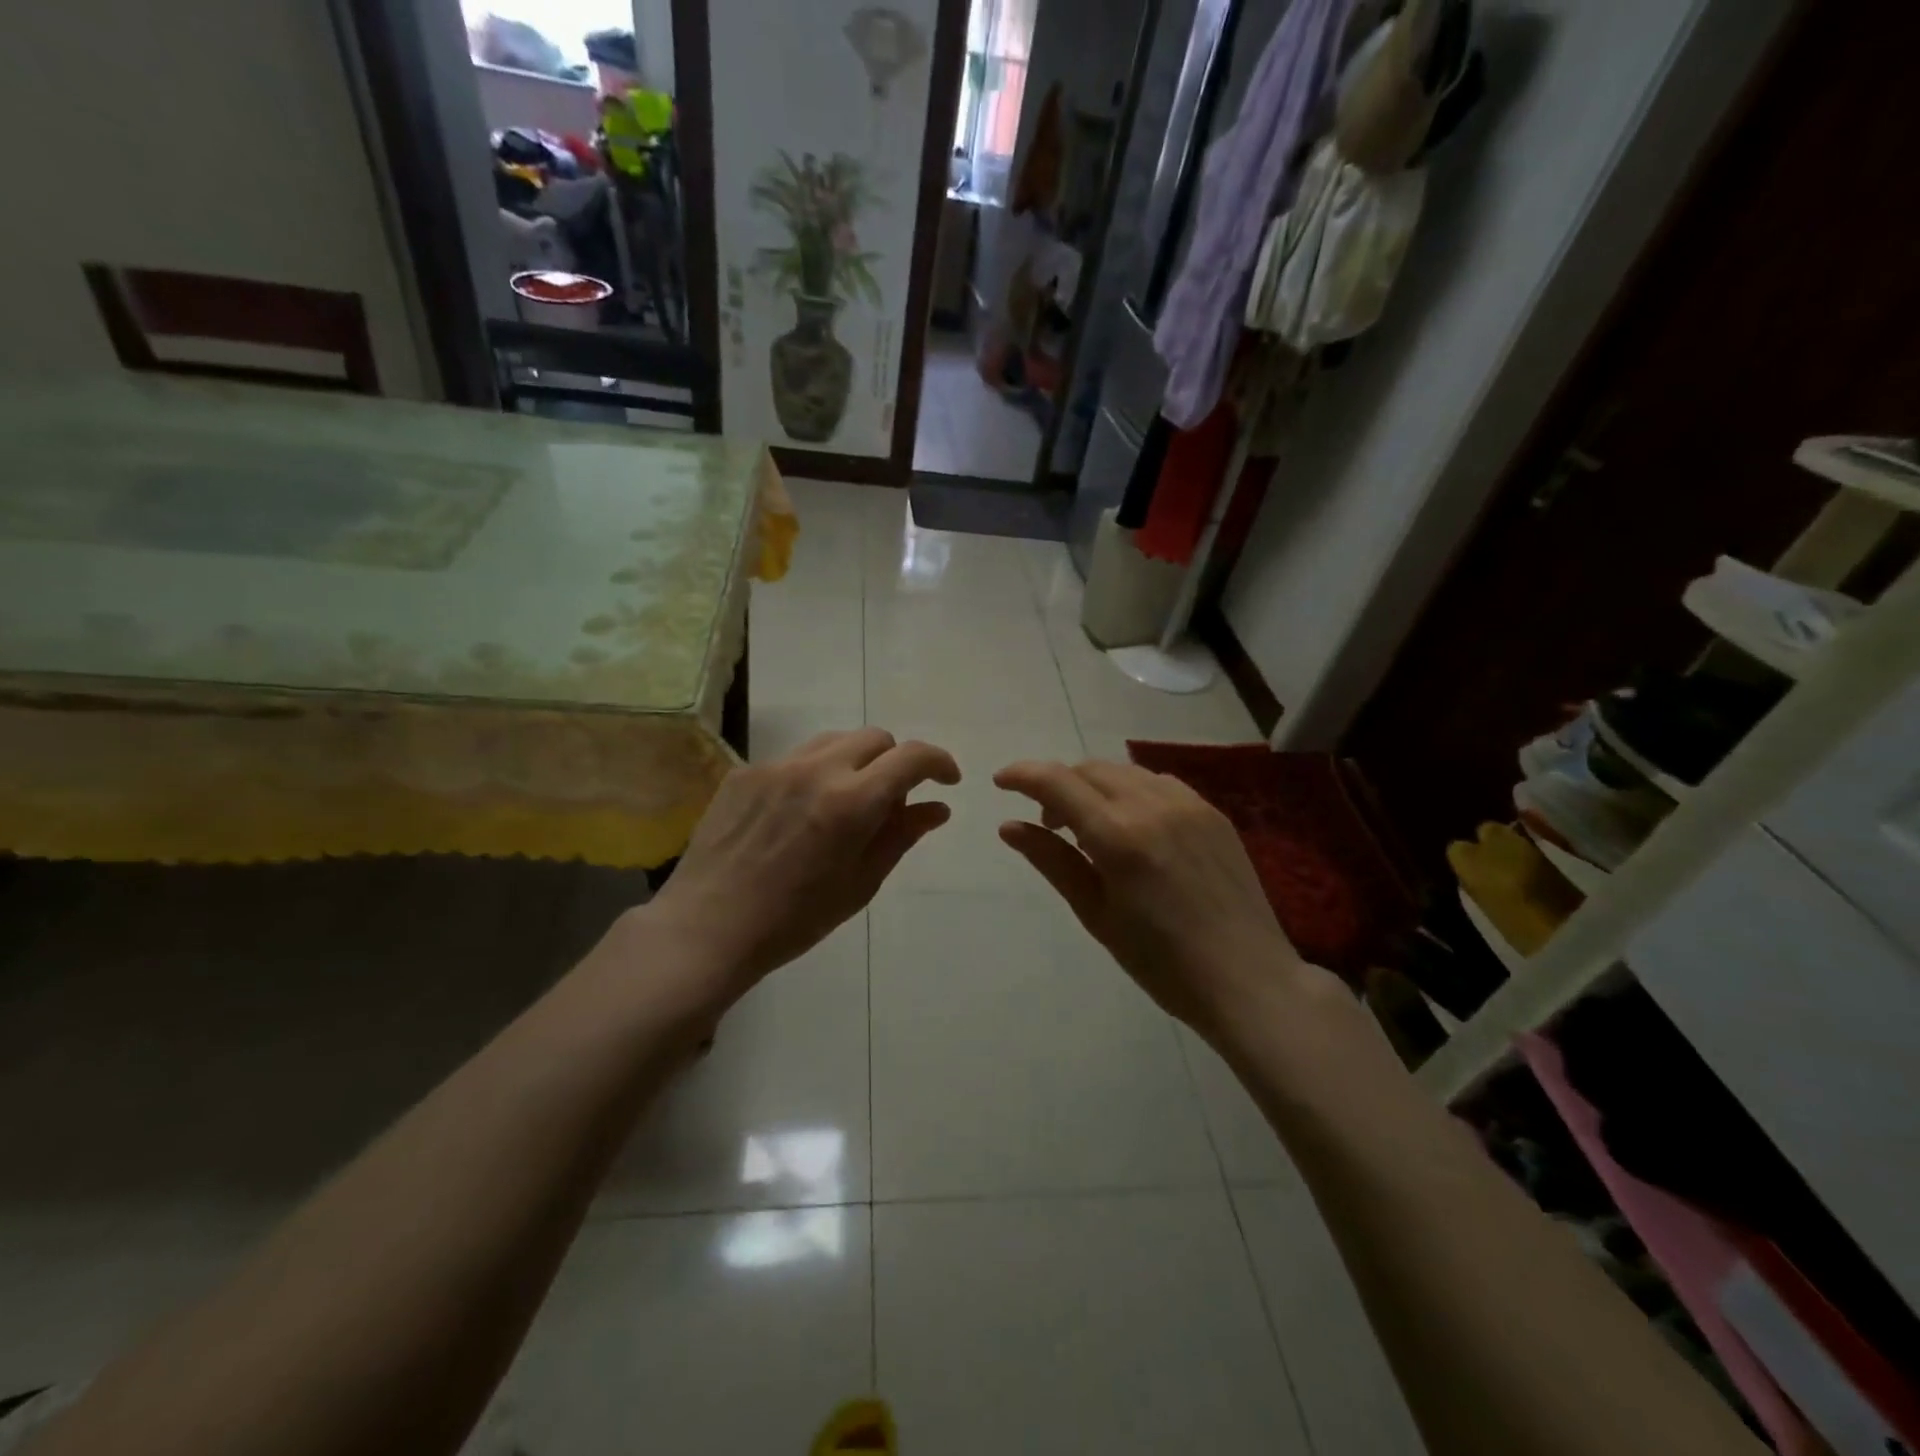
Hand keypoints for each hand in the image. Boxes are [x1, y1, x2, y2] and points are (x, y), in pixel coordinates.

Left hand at [642, 728, 959, 1003]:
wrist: (709, 927)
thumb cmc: (795, 919)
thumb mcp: (861, 883)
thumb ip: (901, 835)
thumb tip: (937, 807)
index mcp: (851, 801)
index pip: (911, 757)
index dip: (939, 762)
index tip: (946, 781)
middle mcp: (816, 769)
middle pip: (875, 738)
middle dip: (895, 762)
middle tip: (889, 803)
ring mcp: (775, 766)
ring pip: (834, 741)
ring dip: (855, 762)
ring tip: (844, 804)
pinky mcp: (744, 772)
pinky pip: (794, 758)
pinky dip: (814, 774)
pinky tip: (798, 813)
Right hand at [994, 758, 1308, 1039]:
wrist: (1247, 980)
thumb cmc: (1161, 962)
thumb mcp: (1096, 914)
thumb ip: (1052, 861)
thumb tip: (1010, 826)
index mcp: (1119, 834)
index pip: (1057, 782)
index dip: (1022, 775)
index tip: (1001, 783)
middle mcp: (1153, 805)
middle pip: (1090, 769)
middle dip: (1058, 785)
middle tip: (1048, 823)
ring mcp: (1189, 804)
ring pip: (1125, 772)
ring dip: (1094, 786)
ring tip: (1090, 828)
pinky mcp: (1214, 813)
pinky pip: (1159, 783)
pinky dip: (1131, 792)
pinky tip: (1133, 827)